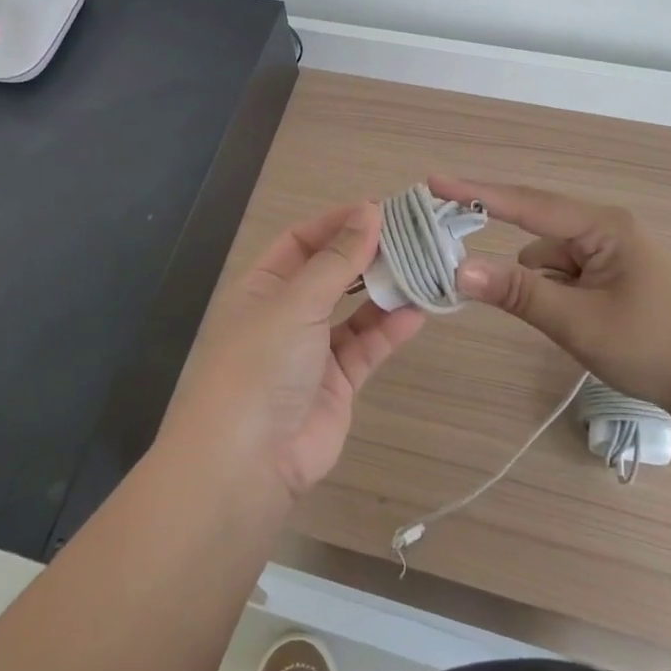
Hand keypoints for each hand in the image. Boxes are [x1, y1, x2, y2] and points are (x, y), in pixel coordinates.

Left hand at [163, 203, 426, 502]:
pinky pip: (367, 346)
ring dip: (385, 289)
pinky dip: (390, 329)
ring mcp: (312, 349)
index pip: (301, 241)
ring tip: (423, 267)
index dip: (337, 223)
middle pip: (331, 272)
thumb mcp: (295, 302)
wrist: (248, 460)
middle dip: (367, 254)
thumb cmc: (260, 363)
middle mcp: (285, 313)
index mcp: (262, 286)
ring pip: (354, 309)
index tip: (380, 209)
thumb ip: (337, 260)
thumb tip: (369, 211)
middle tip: (412, 235)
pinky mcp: (337, 383)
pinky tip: (418, 311)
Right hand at [430, 176, 670, 430]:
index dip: (476, 192)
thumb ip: (518, 293)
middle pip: (534, 230)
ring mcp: (608, 254)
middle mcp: (603, 230)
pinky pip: (563, 276)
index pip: (526, 203)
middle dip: (501, 247)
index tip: (433, 181)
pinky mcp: (611, 278)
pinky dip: (552, 294)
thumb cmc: (656, 347)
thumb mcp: (580, 321)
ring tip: (557, 322)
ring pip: (547, 260)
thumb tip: (459, 269)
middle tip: (454, 258)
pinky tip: (569, 324)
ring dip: (534, 284)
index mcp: (601, 227)